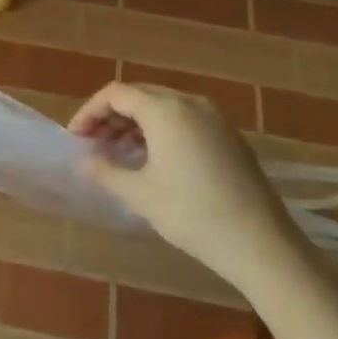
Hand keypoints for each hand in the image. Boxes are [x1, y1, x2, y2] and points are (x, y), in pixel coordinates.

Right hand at [70, 80, 303, 285]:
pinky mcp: (229, 136)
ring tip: (119, 153)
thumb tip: (84, 160)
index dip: (90, 112)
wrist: (261, 244)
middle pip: (139, 95)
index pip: (116, 94)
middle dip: (111, 116)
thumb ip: (106, 171)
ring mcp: (214, 118)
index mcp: (165, 109)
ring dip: (135, 123)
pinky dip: (160, 130)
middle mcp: (189, 102)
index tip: (76, 137)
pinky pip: (184, 119)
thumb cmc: (192, 214)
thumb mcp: (140, 194)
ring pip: (163, 107)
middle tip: (94, 143)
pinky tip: (153, 159)